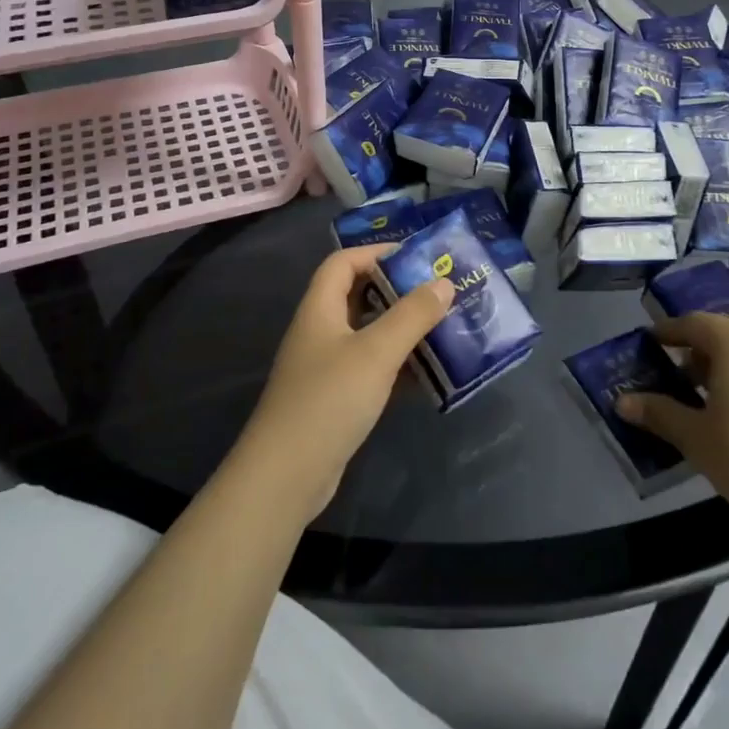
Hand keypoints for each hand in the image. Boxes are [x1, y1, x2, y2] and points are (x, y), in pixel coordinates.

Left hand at [236, 245, 452, 524]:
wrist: (286, 476)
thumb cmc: (329, 400)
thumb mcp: (376, 352)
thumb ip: (412, 315)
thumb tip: (443, 282)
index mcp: (320, 309)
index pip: (343, 262)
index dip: (376, 252)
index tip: (417, 256)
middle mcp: (320, 331)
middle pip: (358, 296)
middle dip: (397, 290)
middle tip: (438, 291)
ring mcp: (326, 367)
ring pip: (368, 334)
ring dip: (401, 329)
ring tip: (442, 326)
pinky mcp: (336, 399)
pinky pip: (371, 368)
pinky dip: (397, 365)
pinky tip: (428, 372)